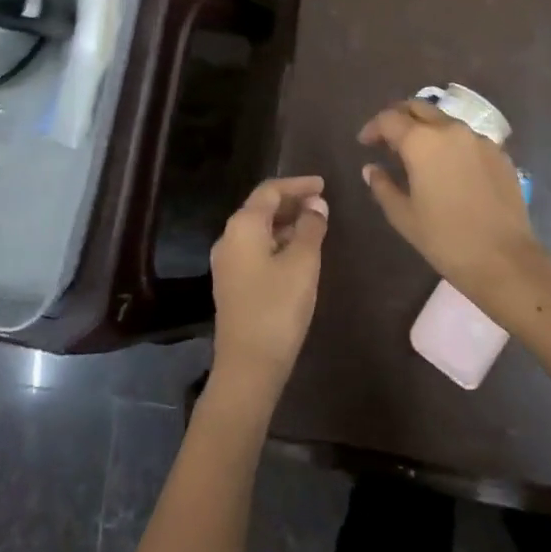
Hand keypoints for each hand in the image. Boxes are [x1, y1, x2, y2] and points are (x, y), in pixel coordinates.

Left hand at [209, 176, 328, 407]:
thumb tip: (316, 205)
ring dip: (286, 223)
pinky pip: (256, 249)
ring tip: (315, 226)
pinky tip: (297, 253)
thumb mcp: (303, 263)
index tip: (323, 184)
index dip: (298, 184)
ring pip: (259, 230)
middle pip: (261, 208)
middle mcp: (228, 237)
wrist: (248, 367)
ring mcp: (227, 262)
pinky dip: (277, 242)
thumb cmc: (277, 308)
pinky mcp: (232, 284)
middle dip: (292, 202)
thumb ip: (311, 228)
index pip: (270, 190)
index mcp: (243, 225)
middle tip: (322, 204)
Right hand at [359, 99, 538, 298]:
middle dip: (399, 118)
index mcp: (421, 141)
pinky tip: (449, 169)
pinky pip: (468, 138)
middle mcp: (450, 129)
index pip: (389, 119)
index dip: (373, 128)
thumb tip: (371, 168)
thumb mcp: (404, 216)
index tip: (365, 143)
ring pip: (445, 120)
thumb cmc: (445, 239)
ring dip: (427, 129)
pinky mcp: (500, 154)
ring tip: (419, 155)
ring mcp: (479, 139)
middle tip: (389, 140)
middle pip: (418, 107)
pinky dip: (451, 144)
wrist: (505, 260)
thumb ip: (382, 186)